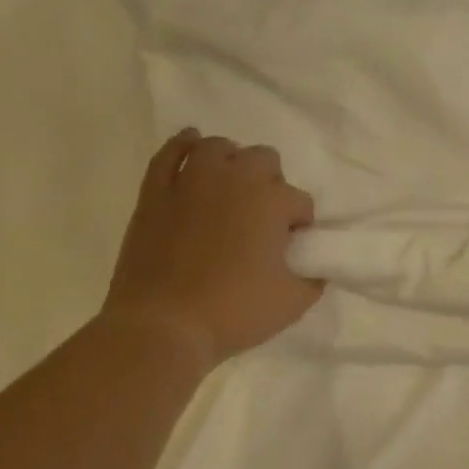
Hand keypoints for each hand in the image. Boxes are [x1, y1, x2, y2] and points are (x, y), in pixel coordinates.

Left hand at [100, 129, 324, 362]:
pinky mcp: (155, 192)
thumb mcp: (293, 302)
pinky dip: (184, 145)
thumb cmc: (235, 311)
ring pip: (218, 147)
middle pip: (264, 160)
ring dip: (232, 161)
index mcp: (271, 201)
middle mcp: (234, 179)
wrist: (164, 324)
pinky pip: (170, 153)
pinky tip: (192, 145)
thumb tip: (314, 268)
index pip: (300, 201)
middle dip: (271, 183)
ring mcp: (190, 181)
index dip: (300, 224)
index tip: (291, 248)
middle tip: (263, 218)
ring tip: (231, 188)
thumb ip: (313, 279)